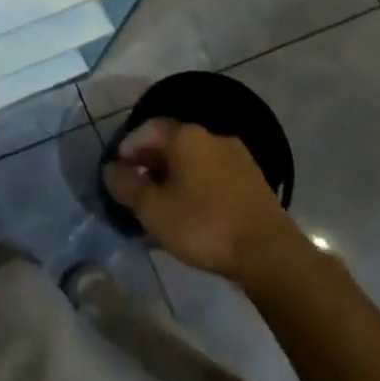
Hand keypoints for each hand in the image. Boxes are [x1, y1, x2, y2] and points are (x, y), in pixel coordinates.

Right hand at [102, 118, 299, 280]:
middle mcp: (212, 136)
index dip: (129, 146)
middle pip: (173, 142)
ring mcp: (237, 157)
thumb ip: (127, 186)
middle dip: (151, 162)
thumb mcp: (153, 209)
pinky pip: (214, 174)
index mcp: (187, 136)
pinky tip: (192, 212)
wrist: (268, 252)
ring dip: (174, 176)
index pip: (148, 128)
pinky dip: (197, 185)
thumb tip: (111, 170)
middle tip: (137, 188)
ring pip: (194, 159)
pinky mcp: (253, 180)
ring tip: (162, 204)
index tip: (118, 169)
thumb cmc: (203, 224)